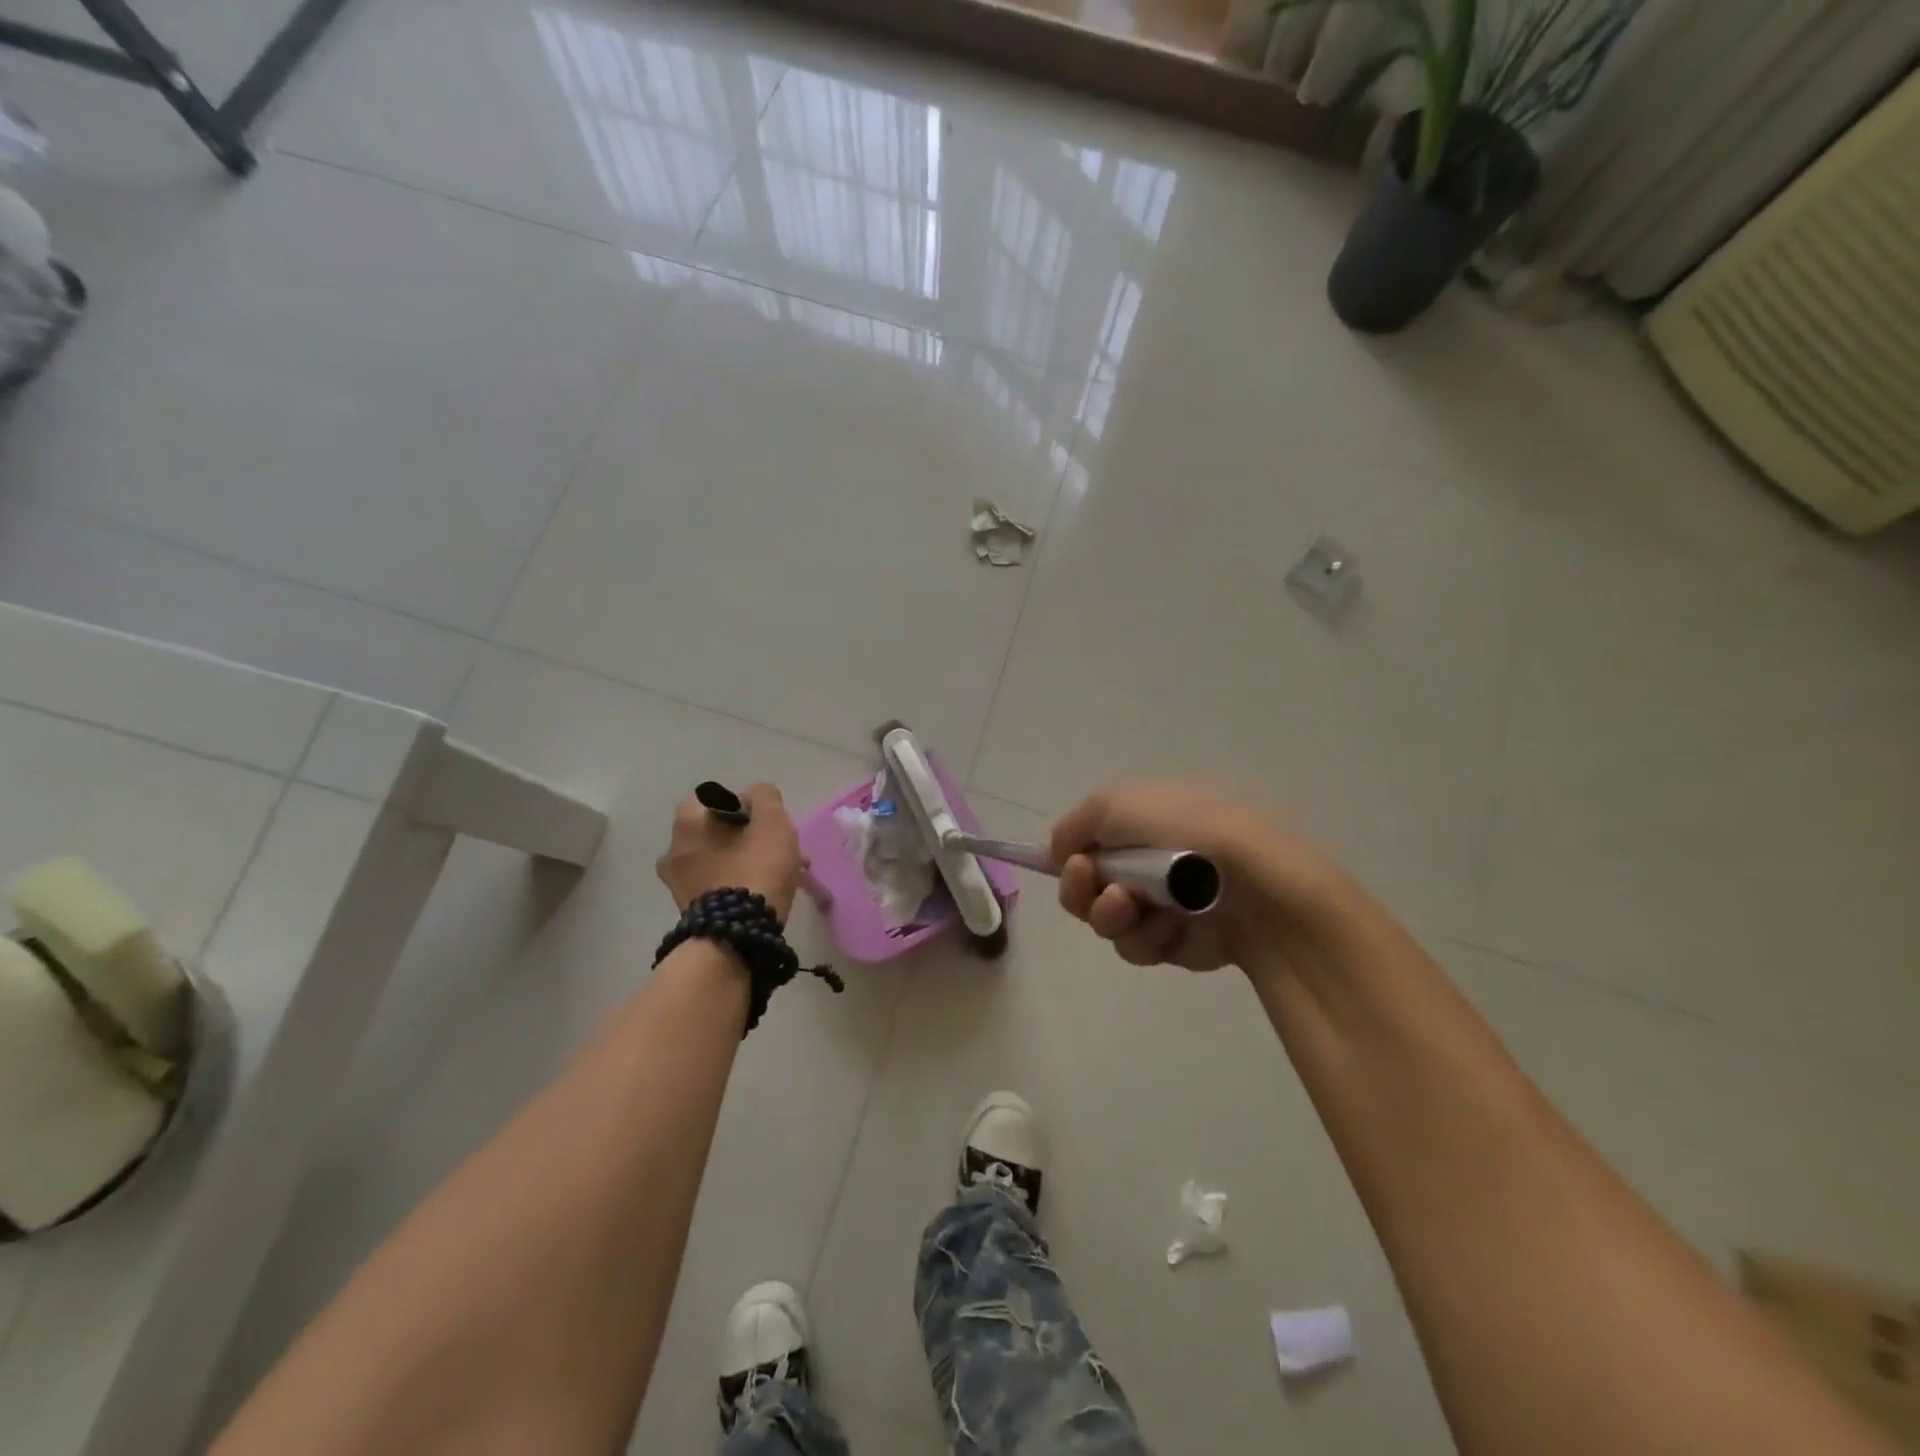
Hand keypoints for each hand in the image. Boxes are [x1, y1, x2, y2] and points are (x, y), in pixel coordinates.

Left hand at [656, 783, 803, 920]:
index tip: (773, 826)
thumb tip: (756, 798)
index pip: (724, 798)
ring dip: (752, 861)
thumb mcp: (772, 821)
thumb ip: (765, 797)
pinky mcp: (689, 908)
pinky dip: (741, 883)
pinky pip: (720, 884)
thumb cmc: (755, 868)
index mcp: (688, 820)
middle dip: (756, 839)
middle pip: (724, 831)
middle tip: (785, 853)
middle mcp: (674, 847)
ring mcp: (678, 881)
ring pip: (724, 859)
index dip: (753, 808)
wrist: (736, 935)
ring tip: (785, 877)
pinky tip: (765, 895)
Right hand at [1050, 782, 1340, 971]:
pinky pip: (1137, 945)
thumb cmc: (1181, 831)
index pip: (1084, 843)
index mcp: (1136, 824)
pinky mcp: (1175, 942)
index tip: (1065, 863)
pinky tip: (1170, 925)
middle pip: (1084, 889)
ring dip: (1109, 914)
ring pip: (1105, 921)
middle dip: (1079, 889)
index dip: (1067, 856)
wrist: (1252, 883)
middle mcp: (1143, 863)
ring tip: (1131, 905)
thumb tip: (1056, 853)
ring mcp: (1159, 904)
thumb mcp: (1114, 804)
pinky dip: (1147, 935)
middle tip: (1090, 882)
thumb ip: (1073, 826)